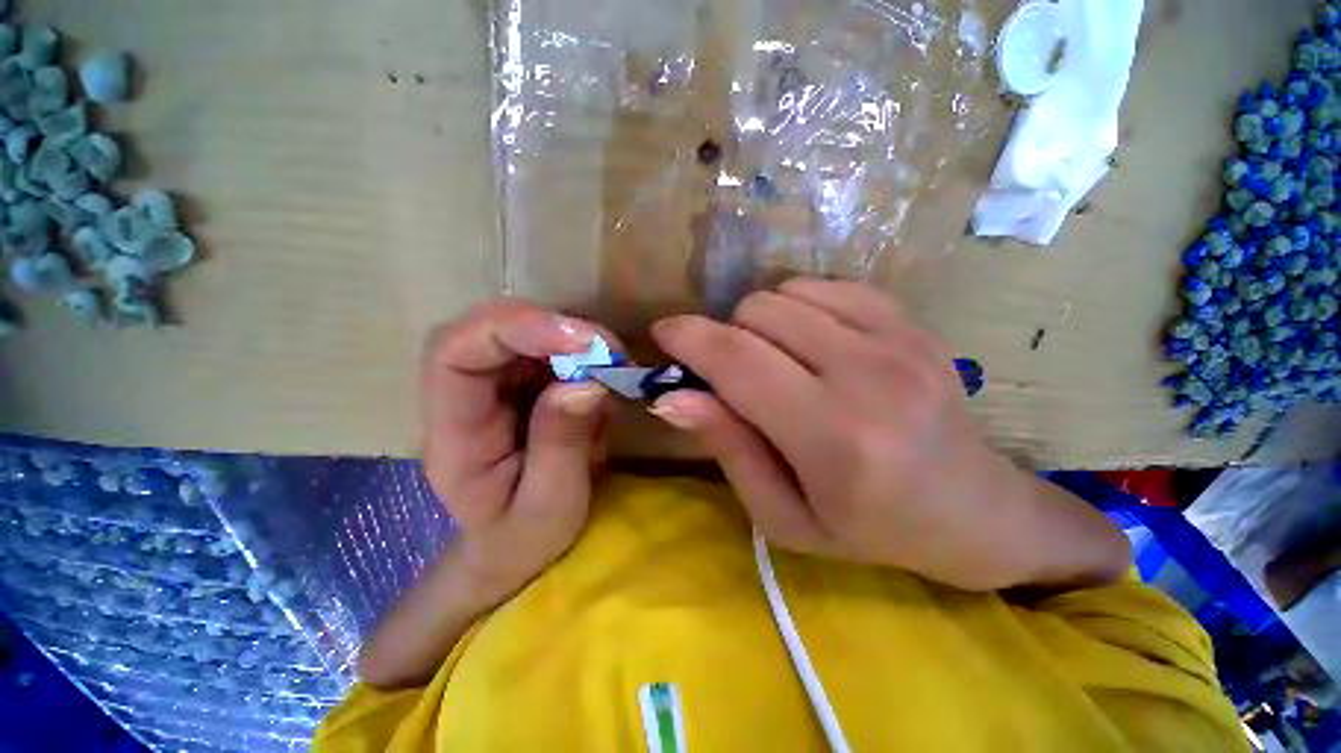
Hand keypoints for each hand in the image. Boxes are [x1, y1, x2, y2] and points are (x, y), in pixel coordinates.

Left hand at [420, 299, 612, 599]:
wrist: (515, 542)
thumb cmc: (525, 536)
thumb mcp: (550, 504)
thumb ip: (561, 444)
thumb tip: (586, 383)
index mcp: (453, 434)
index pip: (454, 355)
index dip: (512, 330)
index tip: (580, 342)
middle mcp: (463, 397)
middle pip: (487, 327)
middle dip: (551, 328)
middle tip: (607, 350)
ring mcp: (492, 384)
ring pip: (521, 329)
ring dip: (573, 339)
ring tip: (613, 367)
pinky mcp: (519, 380)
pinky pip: (547, 346)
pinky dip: (581, 353)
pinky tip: (603, 381)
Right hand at [649, 278, 1127, 591]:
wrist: (974, 510)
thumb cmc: (869, 528)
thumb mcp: (782, 515)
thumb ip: (728, 448)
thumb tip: (672, 396)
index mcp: (834, 437)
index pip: (737, 360)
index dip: (687, 338)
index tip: (662, 334)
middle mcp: (869, 374)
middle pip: (757, 313)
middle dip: (723, 335)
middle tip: (729, 373)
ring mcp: (898, 339)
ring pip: (785, 292)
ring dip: (759, 323)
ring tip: (772, 361)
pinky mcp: (911, 322)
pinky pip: (824, 286)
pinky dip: (797, 307)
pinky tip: (808, 342)